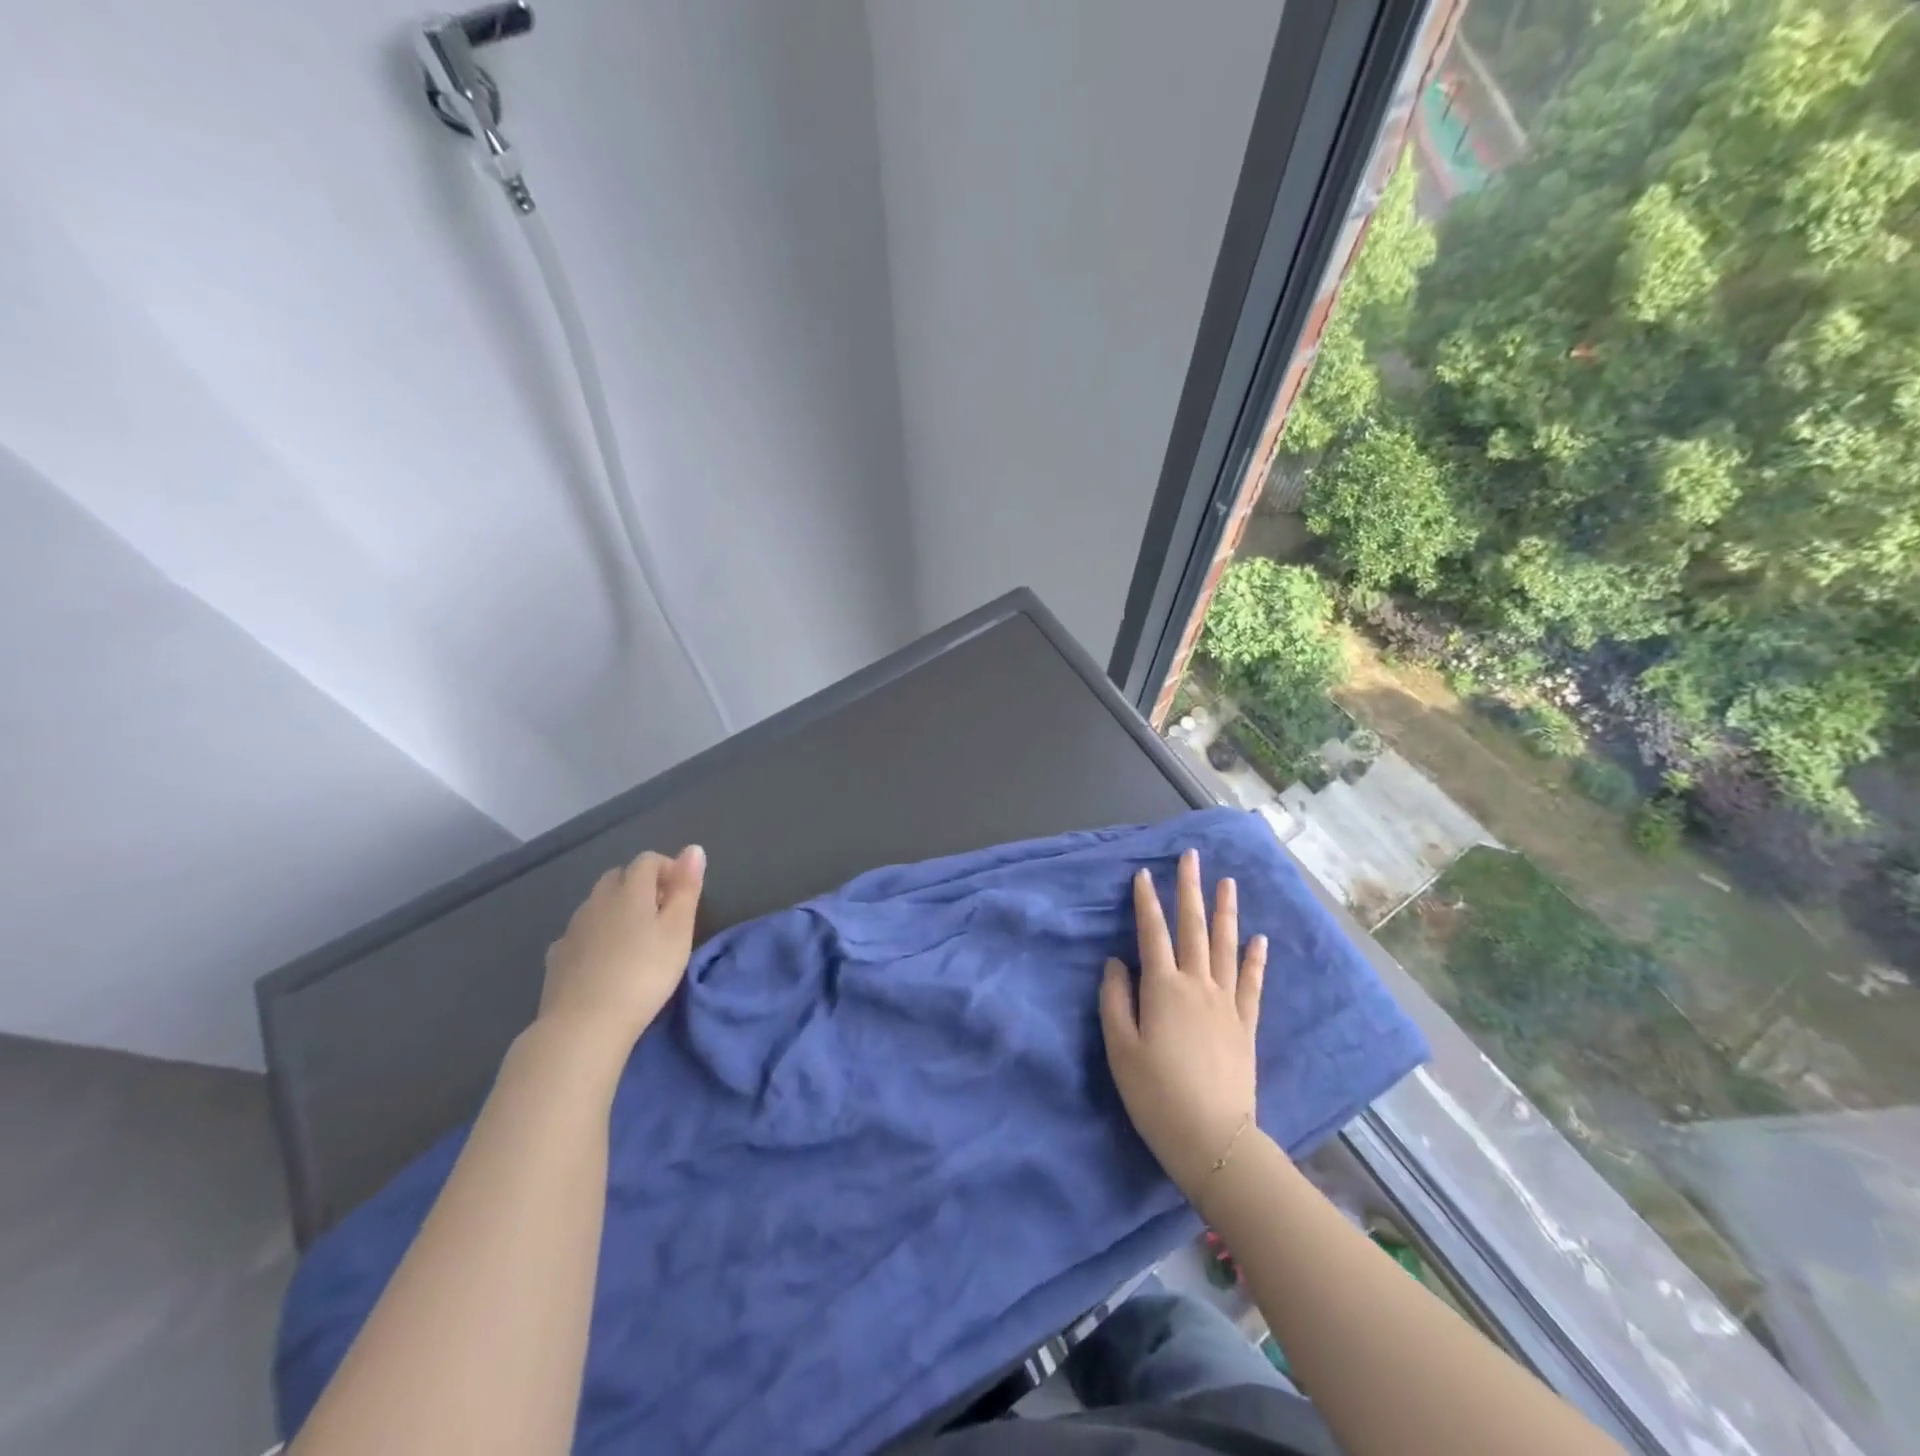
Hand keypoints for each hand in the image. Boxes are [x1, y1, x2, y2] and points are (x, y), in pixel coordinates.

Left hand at [539, 845, 705, 1053]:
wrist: (584, 1025)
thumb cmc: (644, 974)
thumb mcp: (678, 931)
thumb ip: (686, 888)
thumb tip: (693, 849)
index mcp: (629, 891)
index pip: (647, 861)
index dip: (668, 869)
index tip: (683, 895)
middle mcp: (597, 901)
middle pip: (618, 877)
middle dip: (641, 886)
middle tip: (662, 916)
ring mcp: (573, 929)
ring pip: (597, 904)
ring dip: (617, 910)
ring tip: (636, 940)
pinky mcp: (557, 957)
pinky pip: (580, 933)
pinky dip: (596, 935)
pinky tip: (604, 959)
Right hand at [1100, 848, 1267, 1198]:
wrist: (1212, 1139)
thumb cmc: (1155, 1095)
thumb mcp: (1120, 1049)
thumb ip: (1115, 1000)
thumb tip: (1116, 963)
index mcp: (1163, 988)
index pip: (1152, 933)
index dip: (1146, 901)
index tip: (1144, 873)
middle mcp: (1197, 985)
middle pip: (1193, 928)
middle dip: (1190, 889)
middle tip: (1191, 857)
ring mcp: (1226, 1003)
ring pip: (1226, 946)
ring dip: (1225, 911)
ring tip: (1227, 882)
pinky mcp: (1245, 1024)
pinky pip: (1252, 983)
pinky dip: (1255, 958)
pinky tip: (1260, 939)